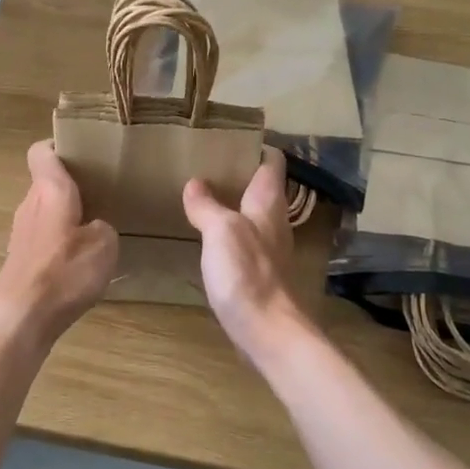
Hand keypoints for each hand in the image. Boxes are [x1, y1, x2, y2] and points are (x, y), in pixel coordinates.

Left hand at [0, 142, 117, 353]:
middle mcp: (30, 204)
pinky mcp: (19, 259)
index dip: (59, 146)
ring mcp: (21, 233)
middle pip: (46, 182)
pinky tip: (78, 262)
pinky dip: (58, 243)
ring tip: (94, 228)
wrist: (20, 318)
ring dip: (65, 216)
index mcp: (50, 189)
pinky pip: (42, 238)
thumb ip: (103, 226)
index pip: (42, 151)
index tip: (83, 152)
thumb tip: (95, 227)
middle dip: (71, 185)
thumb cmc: (64, 271)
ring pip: (44, 211)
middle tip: (102, 192)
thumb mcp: (104, 244)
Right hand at [182, 149, 314, 369]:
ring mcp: (268, 249)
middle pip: (263, 188)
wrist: (267, 332)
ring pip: (252, 214)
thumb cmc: (247, 273)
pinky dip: (228, 230)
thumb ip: (207, 205)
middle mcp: (273, 222)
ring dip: (233, 202)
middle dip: (240, 173)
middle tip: (207, 162)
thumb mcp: (221, 231)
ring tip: (203, 193)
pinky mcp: (259, 273)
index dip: (257, 147)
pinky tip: (207, 235)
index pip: (271, 163)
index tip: (233, 136)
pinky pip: (244, 240)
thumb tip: (195, 182)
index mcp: (268, 204)